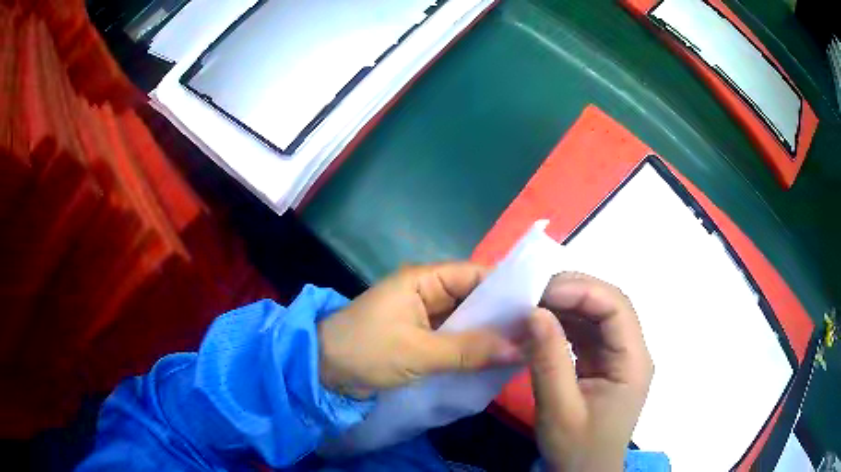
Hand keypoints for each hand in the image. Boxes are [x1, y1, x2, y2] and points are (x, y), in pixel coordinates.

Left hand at [317, 262, 522, 398]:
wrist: (322, 371)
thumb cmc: (366, 351)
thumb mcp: (419, 352)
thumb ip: (469, 350)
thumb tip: (520, 349)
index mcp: (424, 280)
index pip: (476, 275)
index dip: (506, 288)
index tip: (537, 306)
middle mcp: (427, 292)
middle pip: (474, 298)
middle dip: (502, 315)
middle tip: (538, 332)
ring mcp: (424, 317)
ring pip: (466, 320)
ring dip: (489, 334)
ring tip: (526, 346)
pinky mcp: (421, 338)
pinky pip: (454, 338)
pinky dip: (472, 348)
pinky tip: (497, 359)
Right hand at [526, 273, 653, 471]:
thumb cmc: (577, 449)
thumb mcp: (559, 411)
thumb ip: (548, 361)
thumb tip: (533, 311)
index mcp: (633, 362)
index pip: (616, 308)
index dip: (582, 291)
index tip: (541, 293)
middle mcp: (631, 352)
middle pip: (609, 305)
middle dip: (572, 292)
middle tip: (531, 293)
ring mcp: (618, 357)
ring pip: (597, 315)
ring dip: (565, 306)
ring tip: (531, 304)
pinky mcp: (603, 363)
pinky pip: (586, 332)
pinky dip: (563, 324)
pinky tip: (541, 325)